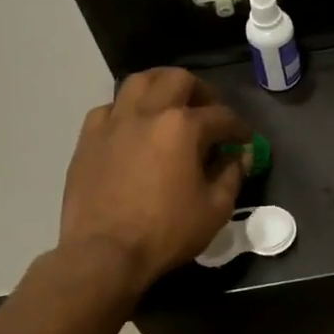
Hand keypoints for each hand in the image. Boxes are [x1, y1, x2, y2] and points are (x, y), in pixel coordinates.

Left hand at [60, 69, 251, 294]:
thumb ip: (231, 175)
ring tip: (170, 106)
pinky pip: (110, 108)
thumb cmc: (166, 232)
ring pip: (139, 81)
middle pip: (179, 79)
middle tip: (209, 112)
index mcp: (183, 127)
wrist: (104, 253)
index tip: (244, 140)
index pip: (221, 116)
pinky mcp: (89, 138)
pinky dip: (127, 110)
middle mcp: (148, 112)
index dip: (238, 128)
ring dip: (161, 87)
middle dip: (202, 92)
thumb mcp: (215, 209)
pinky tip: (134, 128)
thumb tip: (239, 156)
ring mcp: (114, 122)